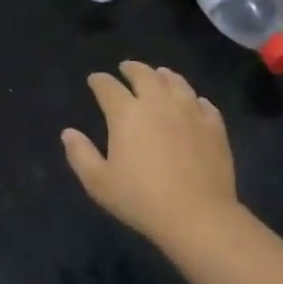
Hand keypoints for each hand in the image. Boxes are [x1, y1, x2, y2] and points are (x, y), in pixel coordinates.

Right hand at [62, 61, 239, 245]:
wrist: (197, 214)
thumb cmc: (141, 199)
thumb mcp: (99, 182)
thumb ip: (80, 154)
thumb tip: (68, 133)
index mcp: (126, 114)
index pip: (108, 87)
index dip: (99, 81)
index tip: (95, 80)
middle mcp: (158, 103)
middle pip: (144, 74)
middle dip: (132, 68)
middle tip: (126, 68)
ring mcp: (190, 111)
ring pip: (176, 82)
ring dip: (164, 75)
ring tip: (159, 75)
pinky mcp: (214, 126)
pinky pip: (203, 103)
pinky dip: (193, 98)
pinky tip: (193, 102)